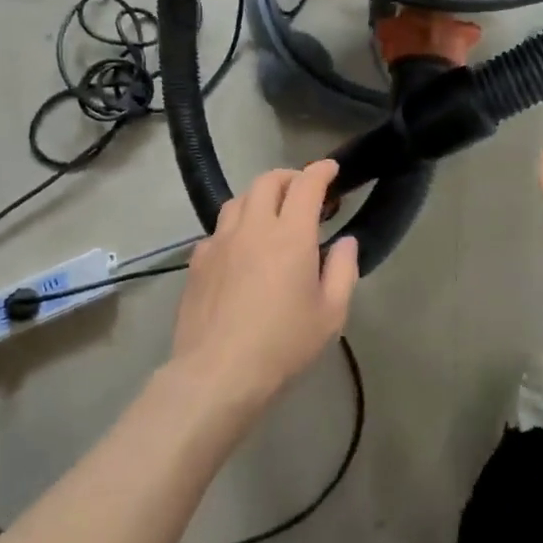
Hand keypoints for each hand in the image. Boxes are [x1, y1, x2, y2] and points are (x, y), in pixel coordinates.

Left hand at [171, 160, 359, 405]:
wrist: (218, 373)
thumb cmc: (283, 344)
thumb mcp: (331, 313)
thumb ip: (343, 270)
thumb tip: (345, 242)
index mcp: (290, 235)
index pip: (306, 184)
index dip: (320, 171)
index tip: (331, 169)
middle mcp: (252, 228)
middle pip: (267, 181)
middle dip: (289, 177)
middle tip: (304, 193)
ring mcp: (219, 242)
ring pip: (238, 200)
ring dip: (260, 197)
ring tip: (272, 216)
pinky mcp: (198, 262)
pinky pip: (218, 230)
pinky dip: (236, 227)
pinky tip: (241, 250)